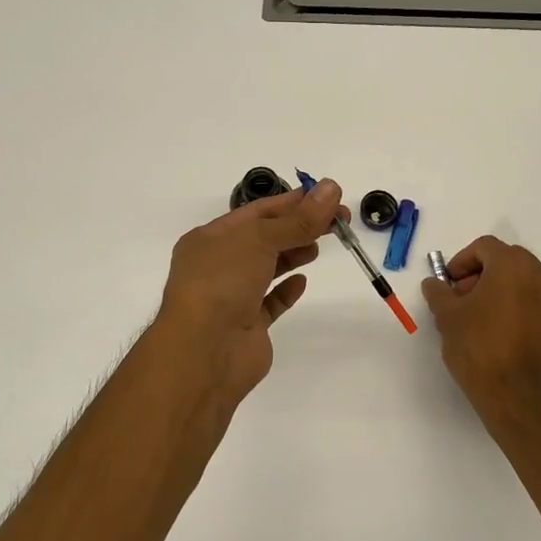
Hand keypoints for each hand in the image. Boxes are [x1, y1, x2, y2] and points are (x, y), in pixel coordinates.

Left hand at [153, 179, 342, 408]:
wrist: (203, 352)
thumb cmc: (222, 283)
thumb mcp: (260, 240)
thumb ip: (298, 219)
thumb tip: (331, 188)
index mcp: (209, 238)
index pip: (256, 212)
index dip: (292, 202)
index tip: (327, 197)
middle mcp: (217, 265)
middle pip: (264, 239)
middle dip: (298, 227)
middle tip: (337, 221)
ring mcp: (231, 297)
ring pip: (266, 269)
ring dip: (292, 254)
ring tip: (318, 247)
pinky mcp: (246, 325)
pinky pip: (269, 302)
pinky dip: (286, 290)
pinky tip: (302, 282)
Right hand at [421, 236, 540, 420]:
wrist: (516, 395)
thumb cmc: (479, 347)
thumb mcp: (447, 316)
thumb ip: (438, 292)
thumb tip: (434, 284)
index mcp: (513, 266)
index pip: (484, 247)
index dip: (461, 261)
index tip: (448, 284)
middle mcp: (540, 275)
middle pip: (506, 260)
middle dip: (480, 274)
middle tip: (460, 298)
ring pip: (522, 281)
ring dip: (498, 289)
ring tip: (477, 316)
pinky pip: (533, 301)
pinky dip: (515, 305)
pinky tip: (497, 330)